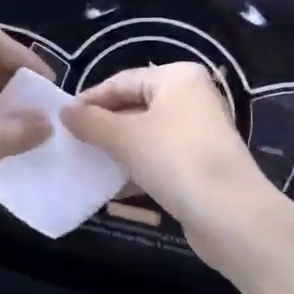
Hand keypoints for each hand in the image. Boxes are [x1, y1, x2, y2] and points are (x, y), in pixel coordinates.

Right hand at [61, 63, 269, 232]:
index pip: (121, 81)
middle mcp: (192, 97)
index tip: (62, 120)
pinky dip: (136, 166)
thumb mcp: (124, 137)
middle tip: (72, 142)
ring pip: (146, 133)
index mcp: (177, 77)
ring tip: (86, 162)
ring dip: (117, 148)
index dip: (89, 100)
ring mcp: (199, 131)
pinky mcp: (201, 163)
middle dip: (103, 125)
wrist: (231, 215)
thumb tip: (64, 112)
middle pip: (134, 105)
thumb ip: (90, 122)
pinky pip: (160, 156)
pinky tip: (113, 184)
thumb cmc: (175, 160)